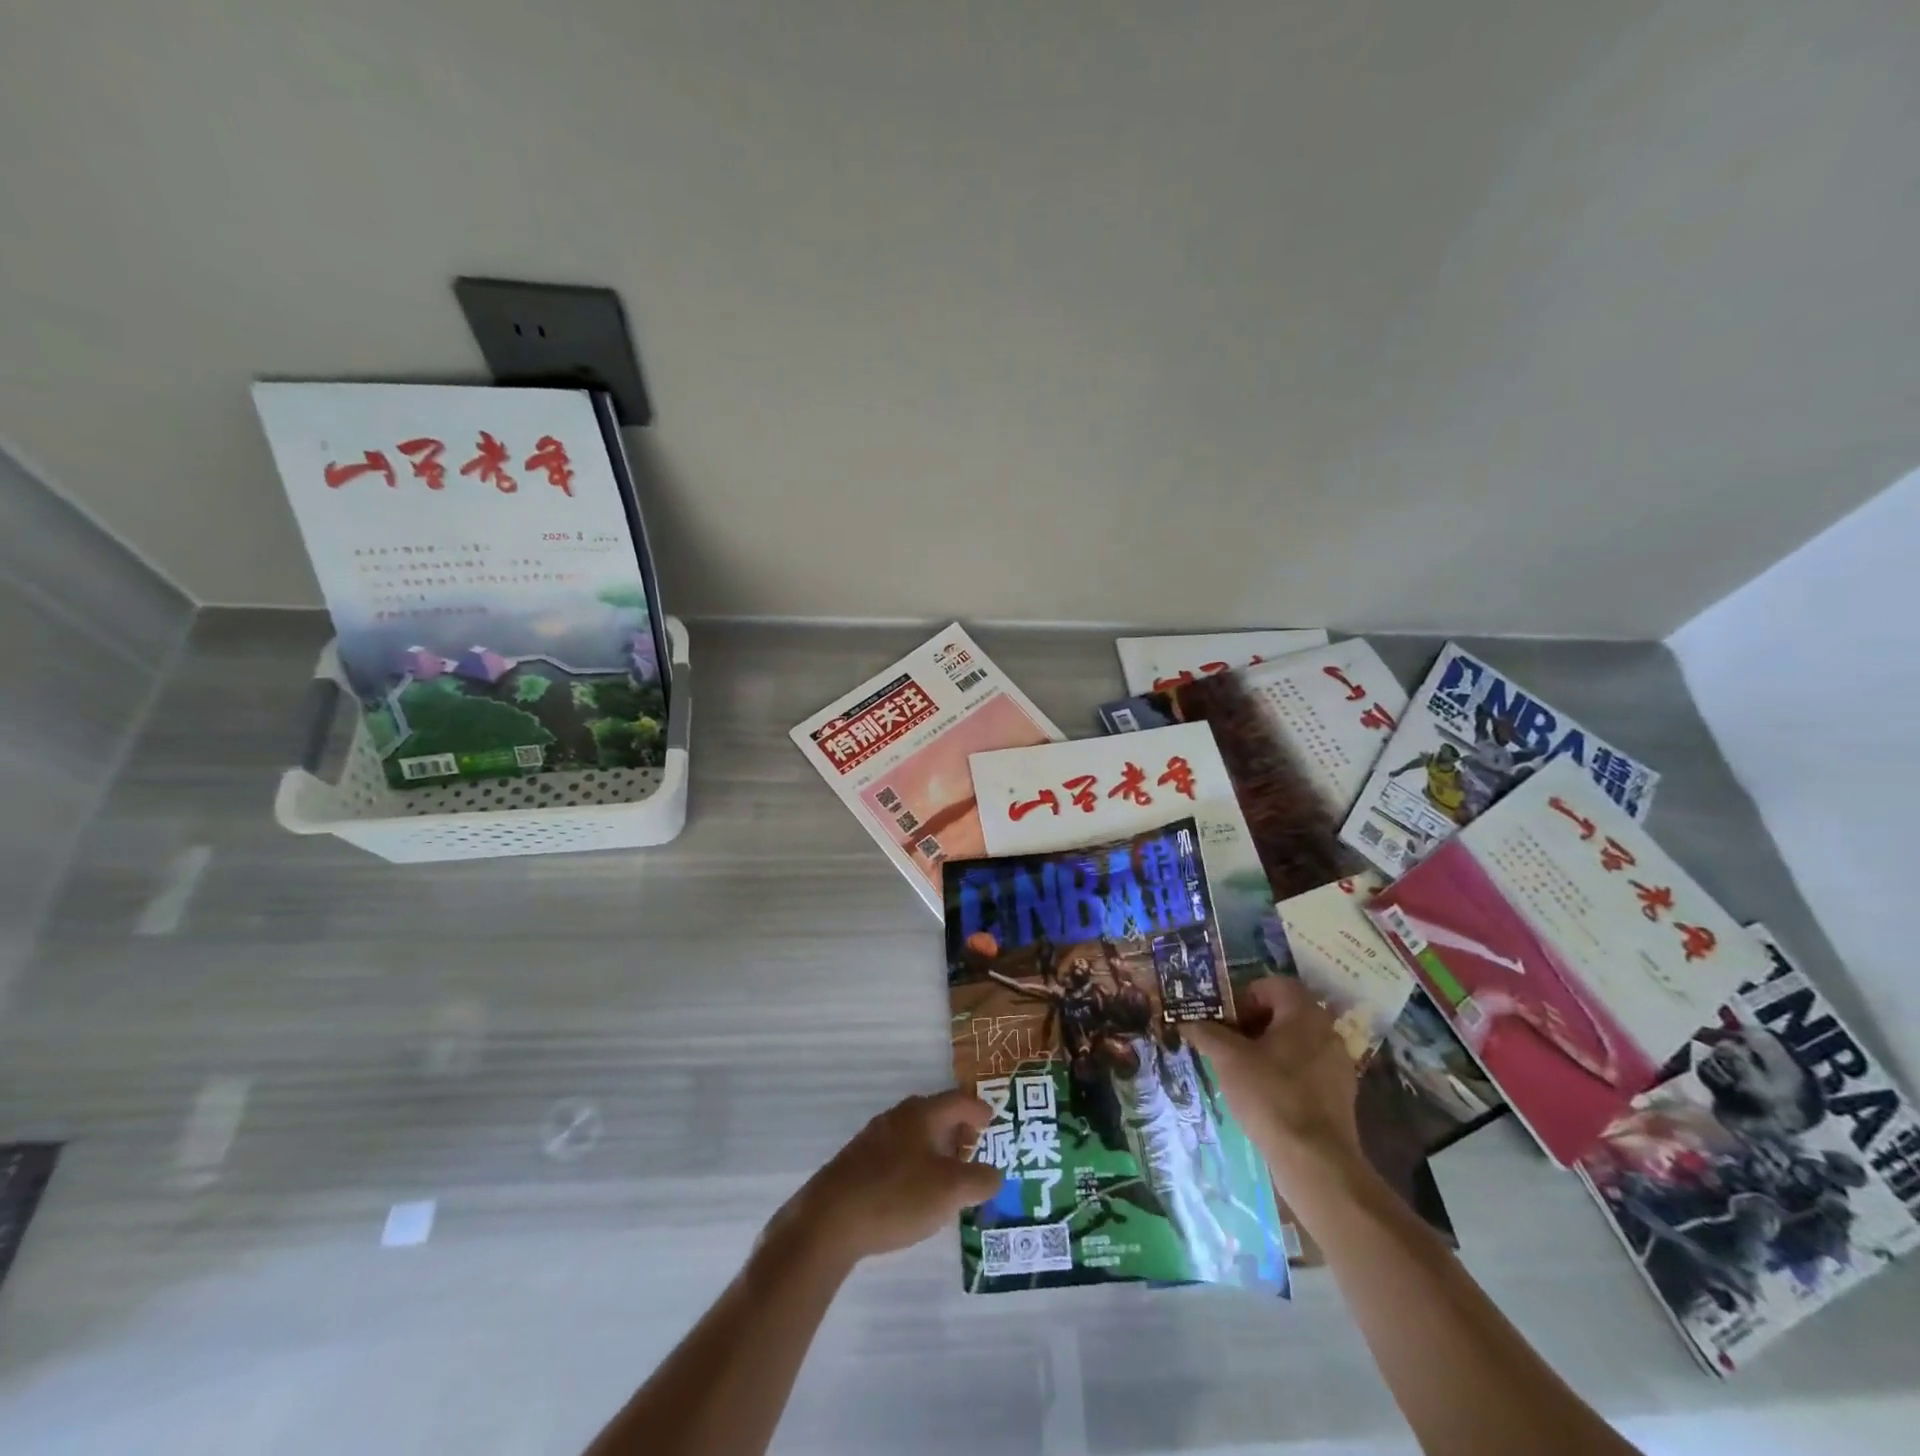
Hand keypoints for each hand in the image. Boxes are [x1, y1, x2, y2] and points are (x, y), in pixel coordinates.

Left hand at [772, 1090, 1003, 1267]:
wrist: (829, 1219)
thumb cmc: (897, 1196)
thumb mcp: (950, 1191)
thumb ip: (979, 1180)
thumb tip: (995, 1174)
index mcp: (921, 1114)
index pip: (957, 1101)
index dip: (977, 1109)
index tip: (991, 1120)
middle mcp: (897, 1117)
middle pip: (934, 1113)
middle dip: (956, 1128)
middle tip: (972, 1147)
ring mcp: (873, 1138)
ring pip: (913, 1133)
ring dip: (934, 1147)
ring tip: (947, 1172)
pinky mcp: (857, 1162)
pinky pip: (896, 1152)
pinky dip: (914, 1162)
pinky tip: (914, 1190)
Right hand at [1185, 977, 1360, 1175]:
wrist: (1316, 1161)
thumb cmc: (1271, 1095)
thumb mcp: (1228, 1059)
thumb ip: (1206, 1033)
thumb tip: (1186, 1020)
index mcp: (1304, 1013)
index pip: (1271, 985)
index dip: (1242, 996)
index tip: (1224, 1020)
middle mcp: (1327, 1031)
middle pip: (1283, 1013)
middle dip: (1252, 1023)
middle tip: (1227, 1042)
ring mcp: (1338, 1064)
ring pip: (1295, 1042)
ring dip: (1267, 1048)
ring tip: (1241, 1070)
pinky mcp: (1340, 1095)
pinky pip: (1307, 1069)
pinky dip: (1284, 1072)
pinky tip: (1265, 1095)